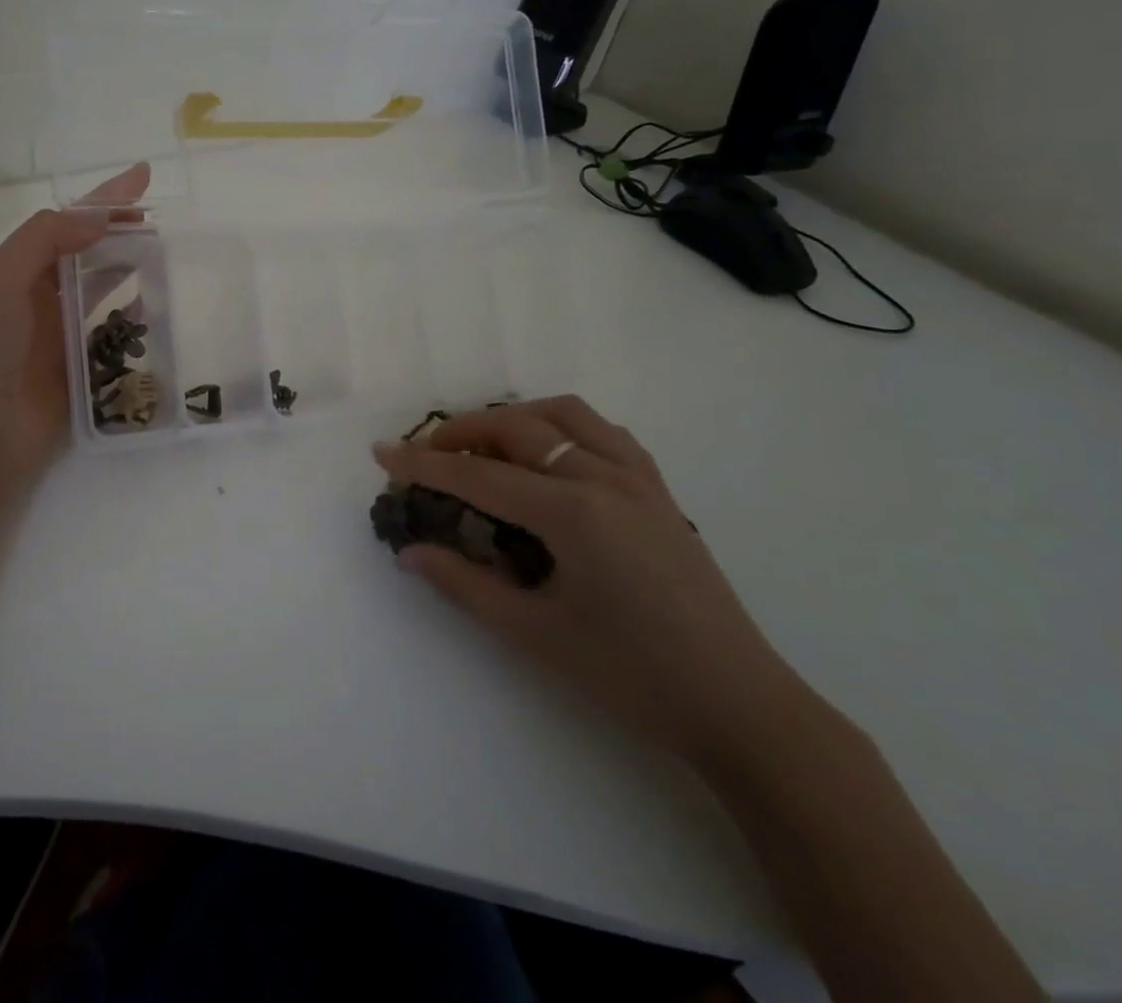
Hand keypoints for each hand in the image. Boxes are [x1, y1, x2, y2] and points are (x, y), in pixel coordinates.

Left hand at [0, 164, 150, 475]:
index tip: (143, 175)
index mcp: (22, 269)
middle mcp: (45, 295)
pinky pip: (117, 332)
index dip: (105, 198)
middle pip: (92, 250)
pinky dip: (135, 316)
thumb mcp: (3, 279)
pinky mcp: (85, 366)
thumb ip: (45, 239)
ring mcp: (65, 331)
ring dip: (131, 266)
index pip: (70, 221)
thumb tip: (98, 219)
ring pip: (106, 287)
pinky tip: (157, 305)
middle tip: (162, 221)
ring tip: (167, 253)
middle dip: (123, 230)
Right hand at [373, 395, 809, 768]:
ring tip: (486, 446)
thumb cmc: (631, 675)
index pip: (479, 476)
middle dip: (463, 432)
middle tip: (428, 454)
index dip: (423, 464)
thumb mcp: (535, 633)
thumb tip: (409, 554)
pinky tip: (551, 455)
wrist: (739, 707)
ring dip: (516, 418)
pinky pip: (605, 433)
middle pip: (519, 427)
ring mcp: (639, 479)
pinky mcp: (660, 491)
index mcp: (573, 512)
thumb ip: (464, 585)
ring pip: (566, 414)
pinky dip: (564, 427)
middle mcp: (605, 478)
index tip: (382, 452)